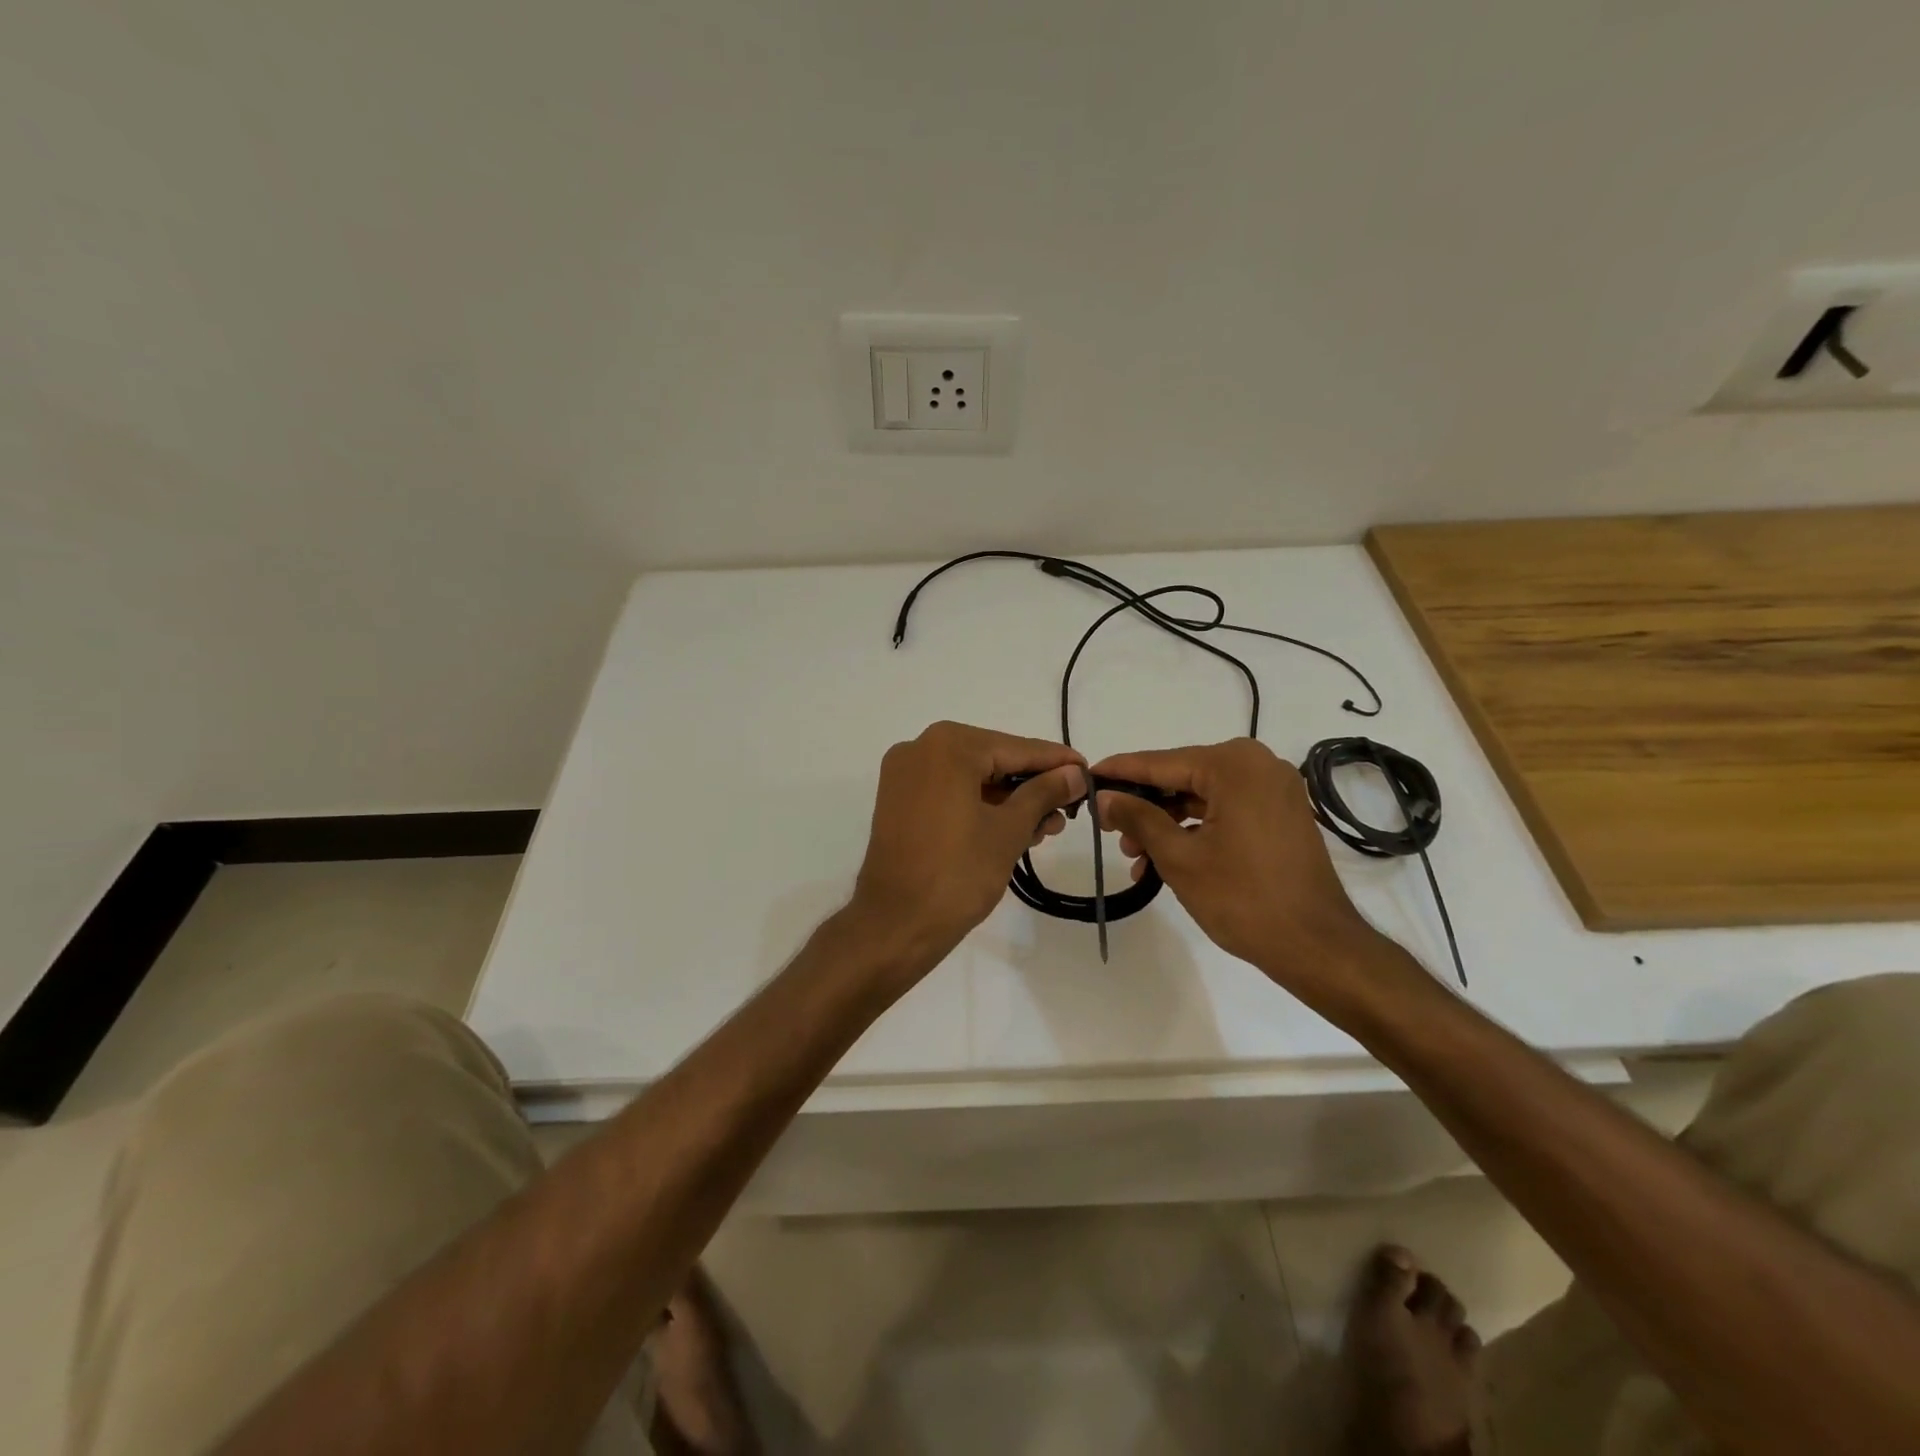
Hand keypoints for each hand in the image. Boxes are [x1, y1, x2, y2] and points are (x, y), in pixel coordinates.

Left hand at [851, 722, 1086, 969]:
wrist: (895, 925)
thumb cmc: (958, 873)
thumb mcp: (1009, 830)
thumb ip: (1044, 793)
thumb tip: (1074, 773)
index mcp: (948, 745)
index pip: (1015, 748)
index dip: (1056, 762)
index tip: (1089, 772)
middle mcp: (920, 748)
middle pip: (992, 760)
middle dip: (1032, 786)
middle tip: (1069, 810)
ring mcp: (904, 775)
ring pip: (971, 778)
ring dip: (1008, 800)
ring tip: (1046, 828)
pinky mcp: (898, 801)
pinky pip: (949, 792)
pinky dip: (980, 806)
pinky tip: (1014, 828)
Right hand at [1091, 739, 1394, 999]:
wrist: (1317, 946)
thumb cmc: (1243, 898)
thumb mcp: (1179, 857)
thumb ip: (1138, 818)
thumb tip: (1105, 796)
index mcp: (1234, 765)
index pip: (1161, 762)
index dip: (1120, 771)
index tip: (1086, 776)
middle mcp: (1257, 765)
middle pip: (1182, 777)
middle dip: (1143, 805)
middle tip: (1108, 829)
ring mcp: (1272, 789)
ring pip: (1201, 796)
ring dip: (1166, 822)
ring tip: (1134, 857)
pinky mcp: (1279, 814)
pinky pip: (1224, 810)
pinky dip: (1194, 830)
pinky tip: (1164, 859)